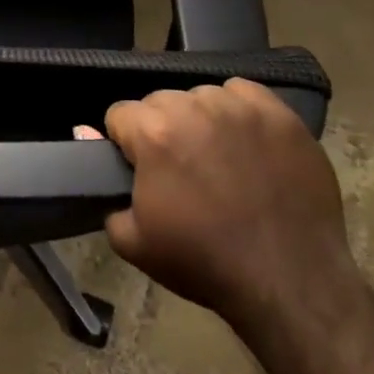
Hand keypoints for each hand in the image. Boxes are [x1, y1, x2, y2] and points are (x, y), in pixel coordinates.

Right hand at [90, 78, 357, 321]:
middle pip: (159, 102)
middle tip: (179, 170)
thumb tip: (85, 135)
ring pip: (201, 96)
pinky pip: (243, 92)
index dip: (125, 143)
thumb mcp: (133, 240)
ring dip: (199, 119)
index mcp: (153, 132)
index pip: (119, 114)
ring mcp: (239, 107)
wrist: (289, 281)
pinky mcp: (278, 113)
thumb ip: (104, 187)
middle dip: (160, 129)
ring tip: (216, 157)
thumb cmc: (204, 262)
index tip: (140, 170)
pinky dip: (237, 110)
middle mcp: (193, 106)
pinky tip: (245, 142)